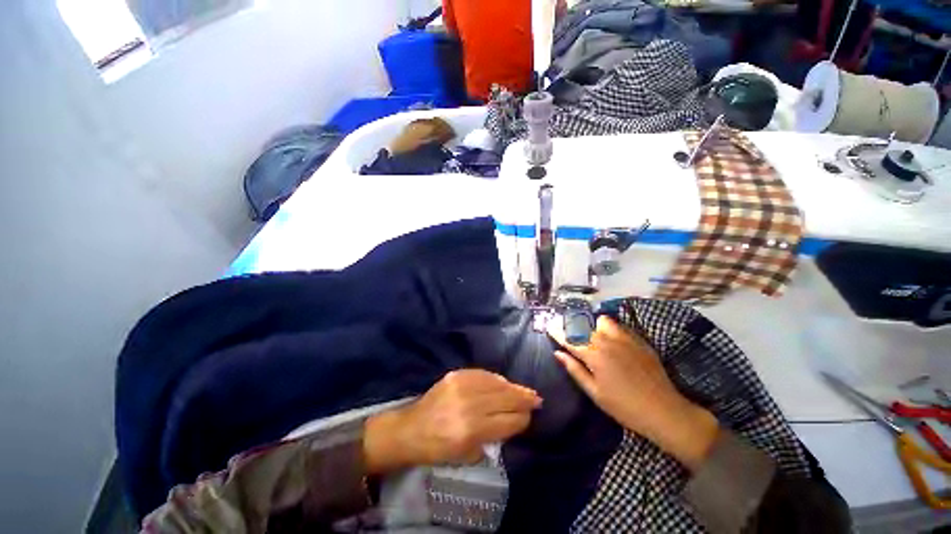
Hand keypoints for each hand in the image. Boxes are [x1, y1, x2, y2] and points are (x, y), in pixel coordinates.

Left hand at [364, 370, 541, 472]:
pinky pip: (482, 374)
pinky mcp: (456, 375)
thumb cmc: (438, 449)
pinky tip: (504, 381)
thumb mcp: (467, 455)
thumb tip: (511, 422)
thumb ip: (492, 439)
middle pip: (505, 399)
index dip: (522, 419)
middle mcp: (469, 405)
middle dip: (524, 400)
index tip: (530, 416)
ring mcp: (462, 386)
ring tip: (525, 390)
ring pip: (496, 384)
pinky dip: (496, 378)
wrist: (412, 429)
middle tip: (537, 399)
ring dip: (513, 387)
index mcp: (471, 430)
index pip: (507, 421)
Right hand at [548, 316, 718, 471]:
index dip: (557, 332)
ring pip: (602, 321)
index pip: (569, 338)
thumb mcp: (594, 392)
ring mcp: (625, 339)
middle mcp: (607, 341)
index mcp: (594, 355)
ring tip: (593, 336)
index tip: (549, 326)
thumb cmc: (624, 407)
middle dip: (572, 327)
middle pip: (584, 326)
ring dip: (593, 325)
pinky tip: (612, 340)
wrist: (664, 411)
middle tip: (569, 334)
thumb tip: (558, 353)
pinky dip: (610, 329)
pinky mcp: (639, 340)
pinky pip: (619, 327)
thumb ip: (574, 370)